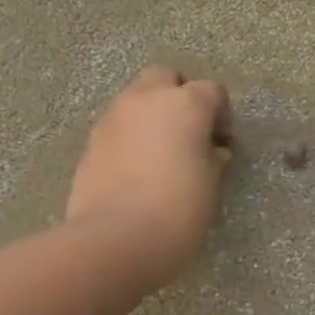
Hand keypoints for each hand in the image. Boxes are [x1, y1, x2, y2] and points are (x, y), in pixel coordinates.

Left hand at [66, 66, 232, 282]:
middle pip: (166, 77)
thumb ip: (213, 158)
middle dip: (180, 96)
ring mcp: (113, 118)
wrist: (117, 238)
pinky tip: (139, 169)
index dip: (221, 114)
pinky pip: (119, 126)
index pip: (211, 91)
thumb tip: (212, 151)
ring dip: (153, 115)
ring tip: (163, 152)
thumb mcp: (212, 183)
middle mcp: (146, 99)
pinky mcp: (91, 142)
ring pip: (137, 99)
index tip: (223, 142)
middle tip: (190, 131)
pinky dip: (132, 136)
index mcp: (185, 104)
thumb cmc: (179, 207)